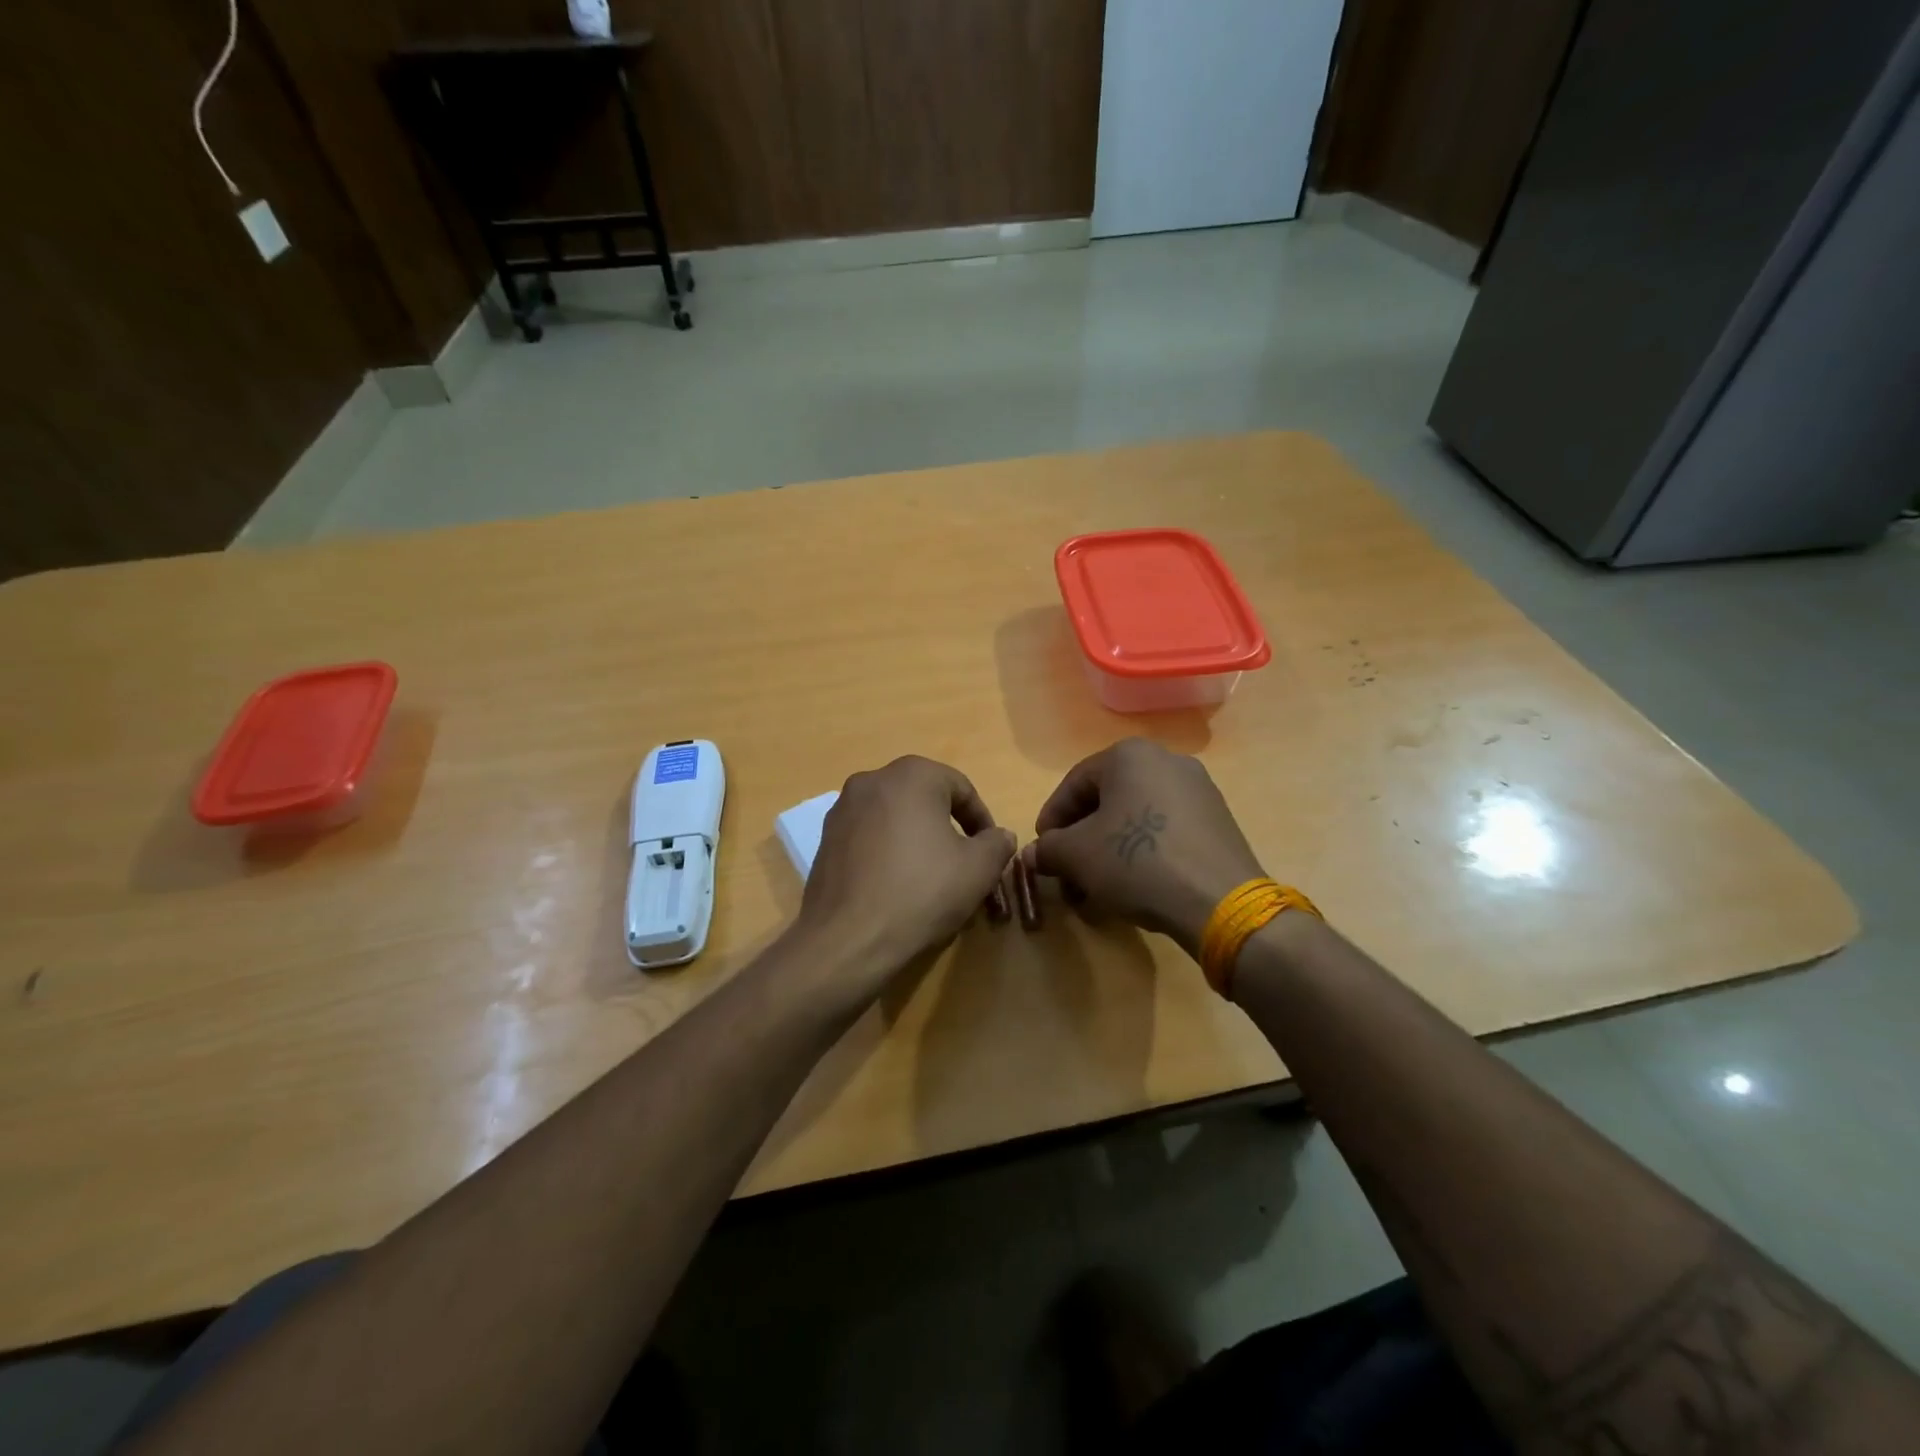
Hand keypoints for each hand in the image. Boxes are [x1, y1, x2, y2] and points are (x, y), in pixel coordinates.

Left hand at [792, 756, 1015, 1006]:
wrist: (849, 938)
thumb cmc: (922, 892)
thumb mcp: (978, 869)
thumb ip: (997, 844)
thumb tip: (999, 836)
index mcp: (912, 775)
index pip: (960, 788)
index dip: (981, 820)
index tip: (990, 851)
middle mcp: (872, 780)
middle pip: (924, 798)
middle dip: (947, 827)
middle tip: (962, 862)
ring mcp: (842, 808)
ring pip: (894, 817)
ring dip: (916, 838)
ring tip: (930, 876)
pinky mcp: (825, 838)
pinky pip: (868, 836)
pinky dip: (887, 851)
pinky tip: (896, 885)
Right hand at [1023, 738, 1264, 955]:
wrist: (1219, 901)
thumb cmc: (1137, 862)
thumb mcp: (1076, 856)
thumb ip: (1048, 849)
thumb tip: (1035, 854)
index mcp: (1129, 755)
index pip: (1073, 785)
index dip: (1051, 821)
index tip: (1041, 852)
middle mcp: (1166, 760)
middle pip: (1106, 801)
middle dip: (1080, 840)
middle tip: (1066, 872)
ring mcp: (1198, 789)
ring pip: (1136, 817)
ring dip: (1109, 850)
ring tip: (1096, 887)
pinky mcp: (1217, 820)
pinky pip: (1165, 830)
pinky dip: (1142, 853)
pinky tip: (1134, 885)